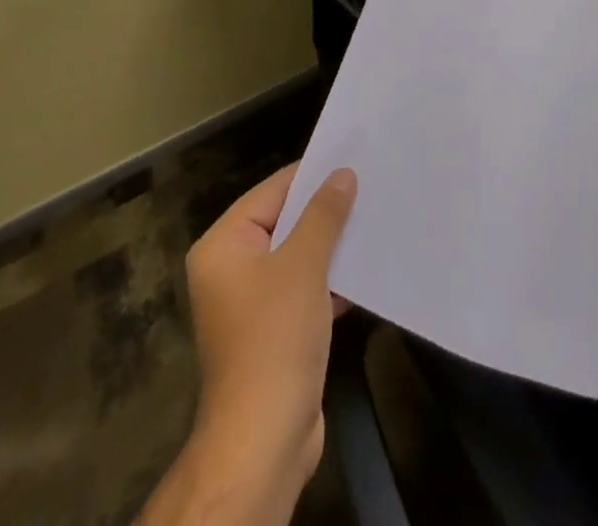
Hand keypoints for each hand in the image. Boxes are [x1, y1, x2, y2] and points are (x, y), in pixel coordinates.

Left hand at [156, 162, 356, 524]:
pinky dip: (331, 279)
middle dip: (325, 210)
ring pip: (298, 257)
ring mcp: (252, 303)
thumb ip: (324, 215)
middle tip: (368, 184)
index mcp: (223, 246)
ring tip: (374, 217)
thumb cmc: (275, 338)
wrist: (264, 440)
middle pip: (284, 222)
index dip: (311, 175)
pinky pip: (304, 288)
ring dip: (332, 245)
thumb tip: (343, 174)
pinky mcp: (274, 331)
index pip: (271, 192)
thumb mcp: (303, 265)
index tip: (351, 158)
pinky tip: (367, 267)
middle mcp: (231, 269)